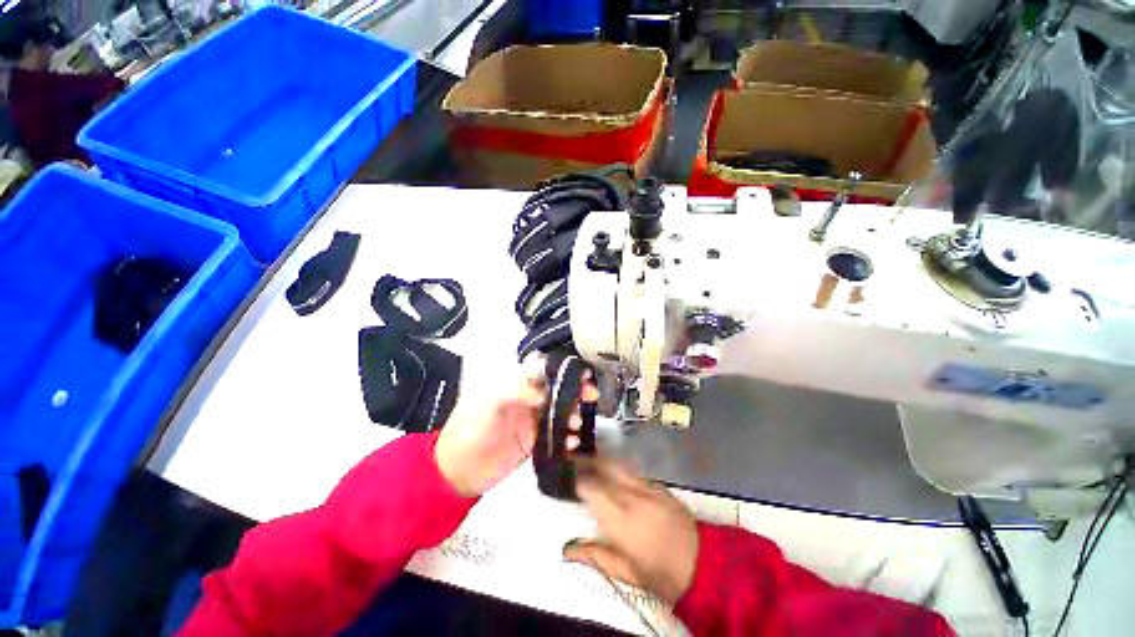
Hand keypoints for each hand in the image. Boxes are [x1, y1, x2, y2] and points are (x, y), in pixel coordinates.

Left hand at [434, 356, 596, 496]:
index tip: (581, 373)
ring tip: (577, 423)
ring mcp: (532, 418)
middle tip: (591, 395)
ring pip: (560, 409)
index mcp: (514, 382)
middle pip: (556, 386)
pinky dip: (567, 435)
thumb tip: (546, 393)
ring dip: (573, 413)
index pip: (542, 367)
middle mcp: (527, 396)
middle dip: (575, 388)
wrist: (458, 470)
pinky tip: (572, 441)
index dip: (561, 367)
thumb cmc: (471, 429)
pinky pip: (557, 433)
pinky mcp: (535, 440)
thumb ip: (517, 391)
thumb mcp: (490, 403)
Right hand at [564, 459, 698, 604]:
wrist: (705, 564)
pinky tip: (618, 474)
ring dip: (604, 461)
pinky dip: (621, 469)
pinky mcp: (660, 486)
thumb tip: (568, 549)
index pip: (592, 488)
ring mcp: (648, 487)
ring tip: (593, 461)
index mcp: (620, 518)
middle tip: (577, 461)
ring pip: (620, 464)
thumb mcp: (627, 572)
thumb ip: (596, 555)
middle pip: (605, 466)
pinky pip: (634, 472)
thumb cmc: (662, 574)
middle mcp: (632, 495)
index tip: (572, 483)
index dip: (579, 482)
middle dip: (589, 461)